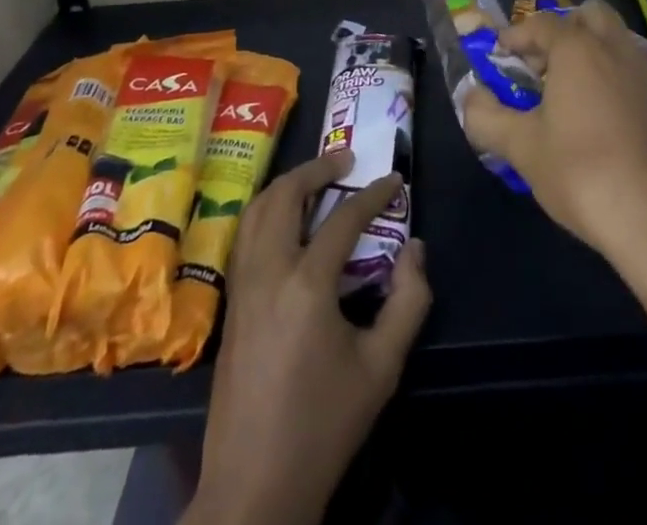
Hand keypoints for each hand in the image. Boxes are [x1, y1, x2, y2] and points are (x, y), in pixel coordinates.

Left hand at [186, 151, 430, 524]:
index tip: (395, 180)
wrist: (254, 487)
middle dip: (316, 169)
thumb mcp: (382, 367)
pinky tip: (287, 222)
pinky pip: (245, 236)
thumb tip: (415, 248)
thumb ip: (408, 301)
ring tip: (316, 180)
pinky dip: (267, 212)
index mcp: (307, 285)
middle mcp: (268, 272)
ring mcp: (242, 286)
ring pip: (257, 211)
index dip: (374, 194)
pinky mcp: (231, 304)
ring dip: (287, 186)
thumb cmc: (323, 425)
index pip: (344, 218)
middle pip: (284, 196)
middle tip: (346, 160)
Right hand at [461, 0, 646, 275]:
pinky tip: (598, 120)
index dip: (516, 35)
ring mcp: (646, 76)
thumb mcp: (522, 148)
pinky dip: (611, 78)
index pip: (541, 23)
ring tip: (567, 93)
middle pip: (589, 15)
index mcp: (577, 49)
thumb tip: (471, 98)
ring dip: (590, 52)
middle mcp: (615, 49)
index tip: (500, 54)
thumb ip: (487, 118)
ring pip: (615, 41)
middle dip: (562, 29)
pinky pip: (632, 72)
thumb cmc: (582, 173)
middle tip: (541, 64)